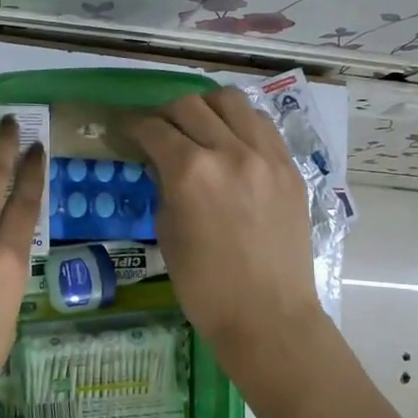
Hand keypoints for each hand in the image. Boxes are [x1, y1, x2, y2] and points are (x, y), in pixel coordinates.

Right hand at [129, 87, 324, 373]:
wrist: (268, 315)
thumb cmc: (206, 287)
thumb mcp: (168, 234)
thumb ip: (164, 189)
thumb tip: (162, 166)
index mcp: (191, 173)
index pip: (155, 130)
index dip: (134, 126)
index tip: (127, 130)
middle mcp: (229, 152)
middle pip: (190, 105)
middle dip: (166, 113)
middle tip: (159, 130)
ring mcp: (266, 156)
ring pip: (232, 102)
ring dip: (207, 108)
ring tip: (199, 126)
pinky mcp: (290, 167)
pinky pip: (262, 125)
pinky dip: (240, 123)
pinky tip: (232, 141)